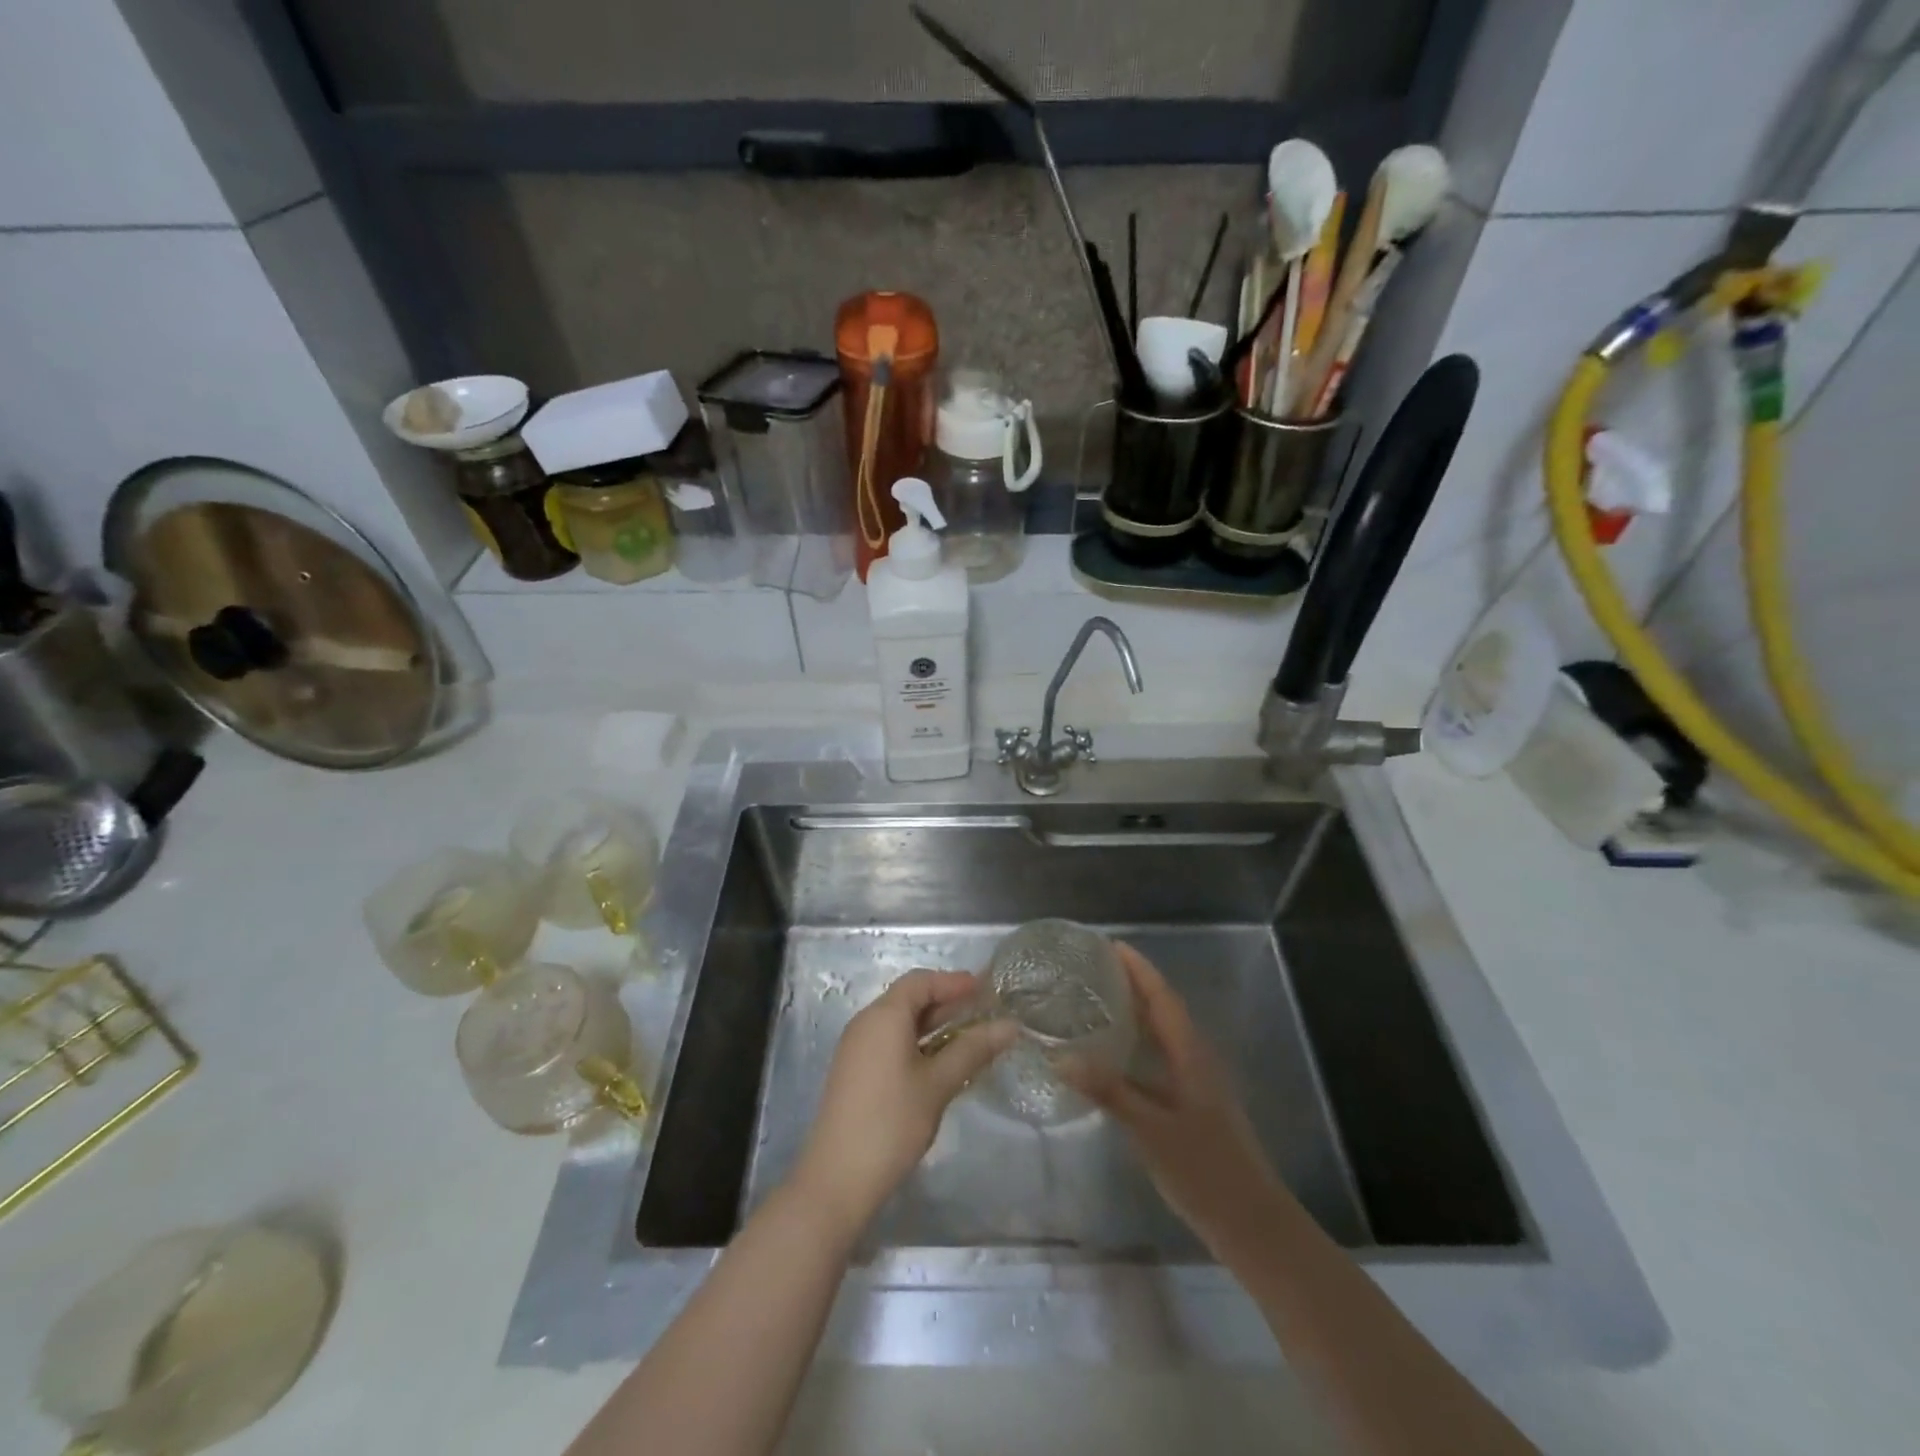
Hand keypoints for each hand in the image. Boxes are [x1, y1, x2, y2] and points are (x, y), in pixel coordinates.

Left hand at [792, 969, 1015, 1236]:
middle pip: (909, 998)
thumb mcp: (938, 1084)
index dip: (954, 981)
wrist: (837, 1179)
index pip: (921, 981)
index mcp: (883, 1016)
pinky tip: (941, 1062)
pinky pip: (890, 1042)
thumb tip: (1010, 1025)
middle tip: (984, 1011)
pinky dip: (918, 1042)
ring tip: (970, 1035)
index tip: (986, 989)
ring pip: (900, 1022)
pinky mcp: (855, 1072)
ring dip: (934, 1024)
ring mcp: (857, 1048)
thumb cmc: (892, 1122)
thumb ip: (973, 1049)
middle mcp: (866, 1023)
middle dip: (947, 1001)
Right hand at [1062, 943, 1289, 1256]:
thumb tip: (1060, 1058)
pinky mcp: (1193, 1104)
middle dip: (1133, 984)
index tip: (1110, 945)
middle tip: (1094, 969)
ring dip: (1136, 1012)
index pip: (1162, 997)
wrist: (1251, 1223)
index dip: (1138, 969)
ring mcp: (1197, 1083)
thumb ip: (1108, 1091)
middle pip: (1163, 1009)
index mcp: (1191, 1053)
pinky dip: (1138, 1045)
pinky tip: (1114, 1057)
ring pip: (1163, 1034)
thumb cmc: (1204, 1170)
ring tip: (1098, 1001)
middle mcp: (1196, 1059)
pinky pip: (1161, 1058)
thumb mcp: (1150, 1129)